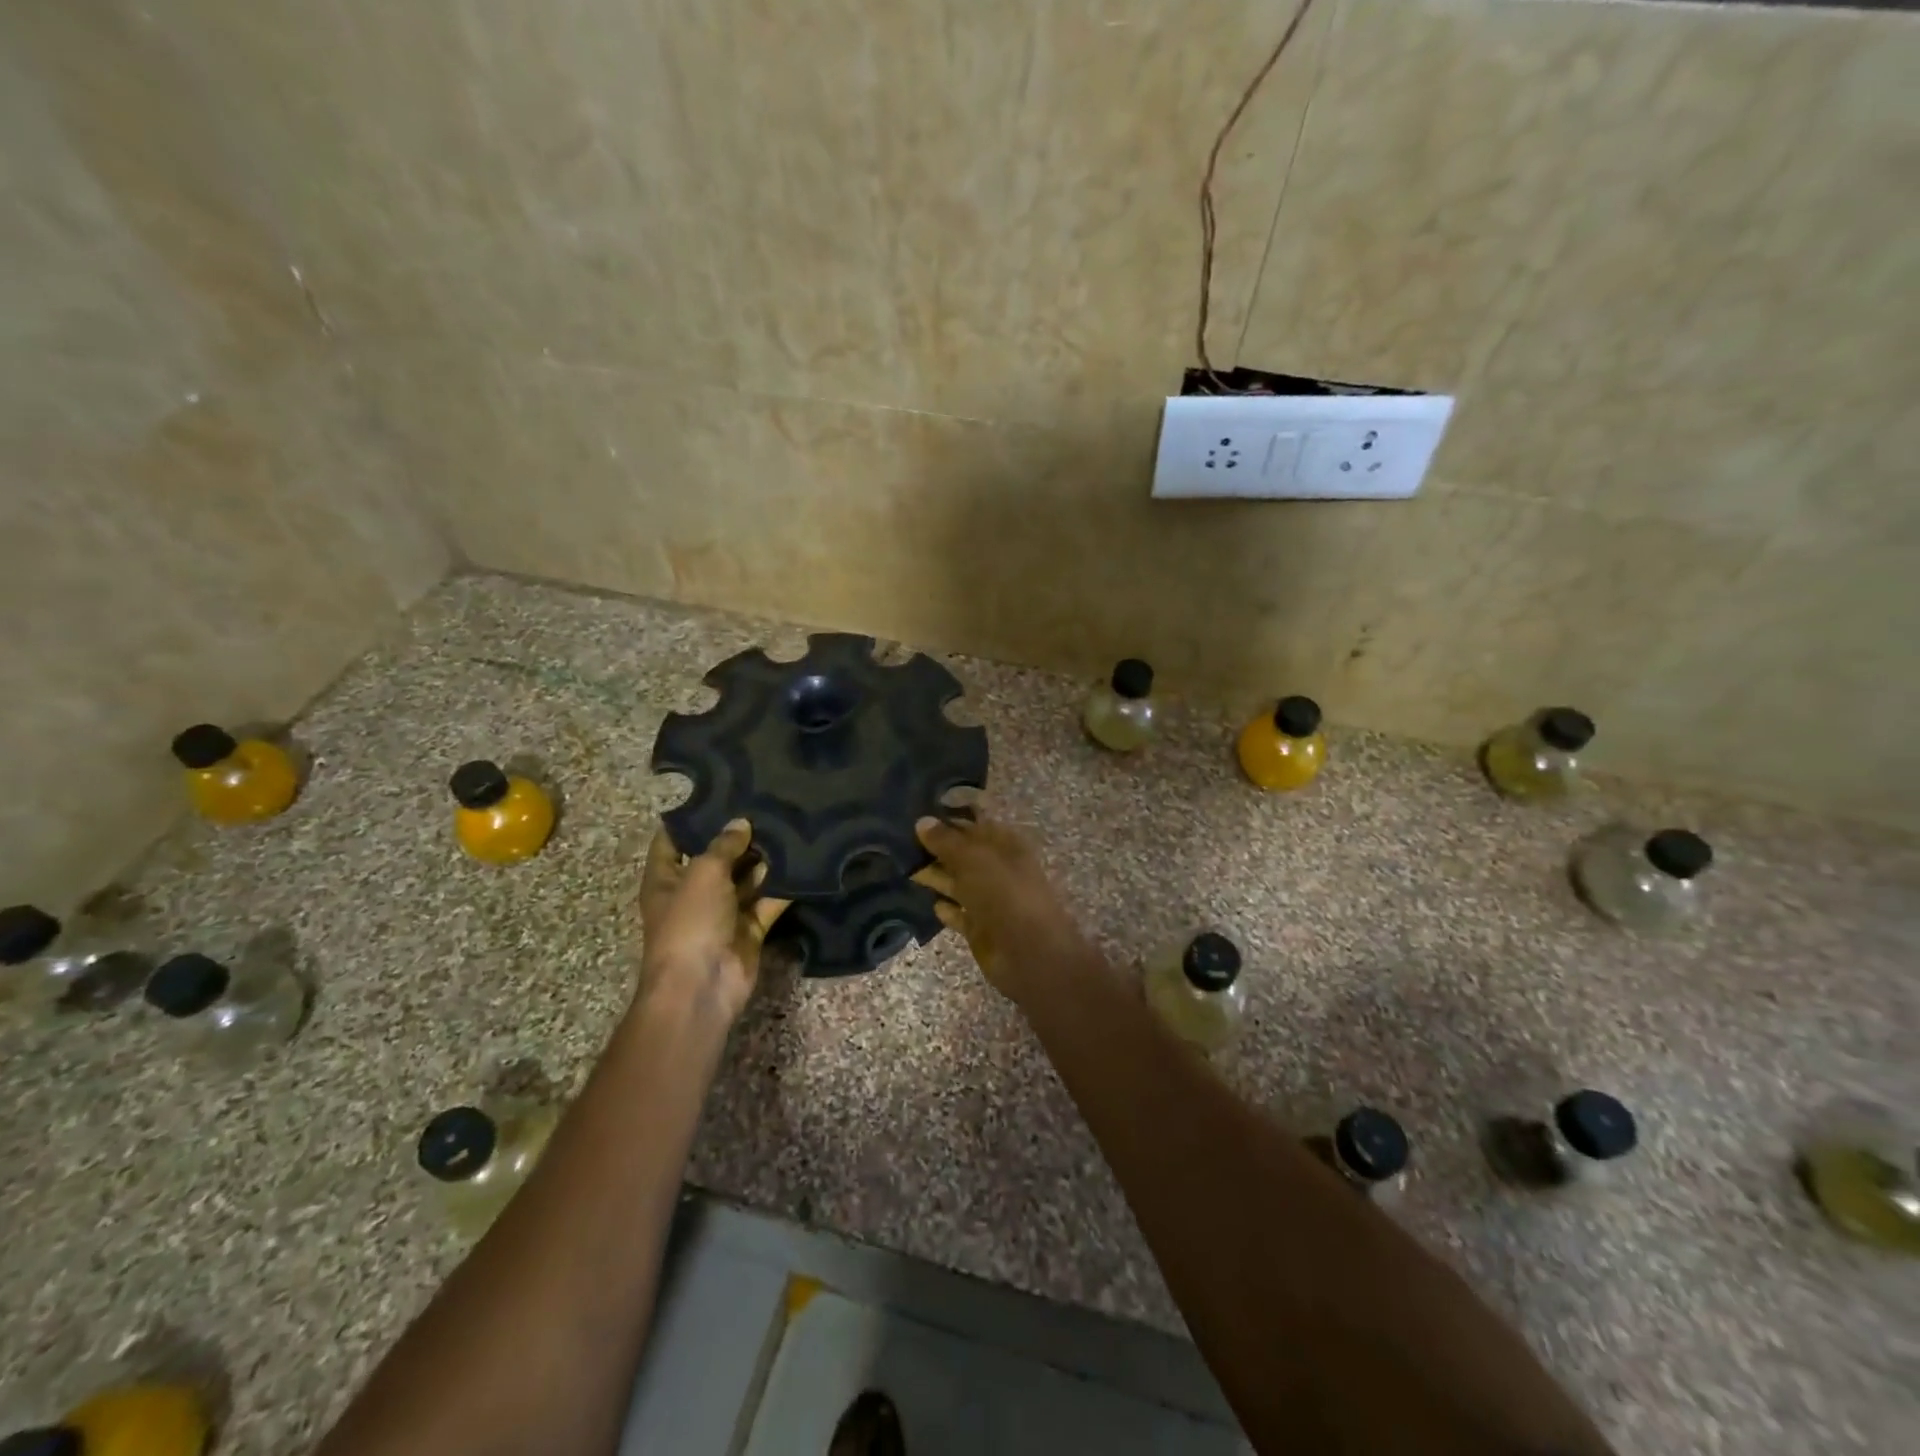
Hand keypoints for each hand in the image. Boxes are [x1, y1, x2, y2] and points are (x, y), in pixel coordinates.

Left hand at [639, 819, 788, 1021]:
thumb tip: (741, 823)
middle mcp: (694, 893)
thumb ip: (724, 845)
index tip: (717, 794)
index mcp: (666, 879)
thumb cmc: (690, 922)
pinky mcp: (750, 930)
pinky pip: (768, 903)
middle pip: (716, 858)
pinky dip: (783, 888)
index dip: (689, 819)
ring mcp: (723, 913)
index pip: (671, 841)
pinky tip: (804, 862)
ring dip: (765, 860)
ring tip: (790, 826)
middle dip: (738, 837)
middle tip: (767, 805)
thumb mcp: (703, 873)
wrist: (701, 985)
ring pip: (746, 880)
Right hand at [912, 814, 1087, 1000]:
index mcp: (1005, 844)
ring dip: (934, 875)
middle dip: (935, 847)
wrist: (1028, 952)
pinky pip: (958, 912)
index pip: (974, 822)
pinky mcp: (980, 927)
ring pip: (957, 881)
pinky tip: (927, 902)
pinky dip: (945, 908)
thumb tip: (922, 821)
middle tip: (899, 840)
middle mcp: (997, 868)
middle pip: (963, 853)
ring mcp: (989, 899)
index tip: (916, 813)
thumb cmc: (1003, 893)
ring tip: (901, 866)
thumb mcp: (973, 859)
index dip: (949, 817)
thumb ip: (946, 840)